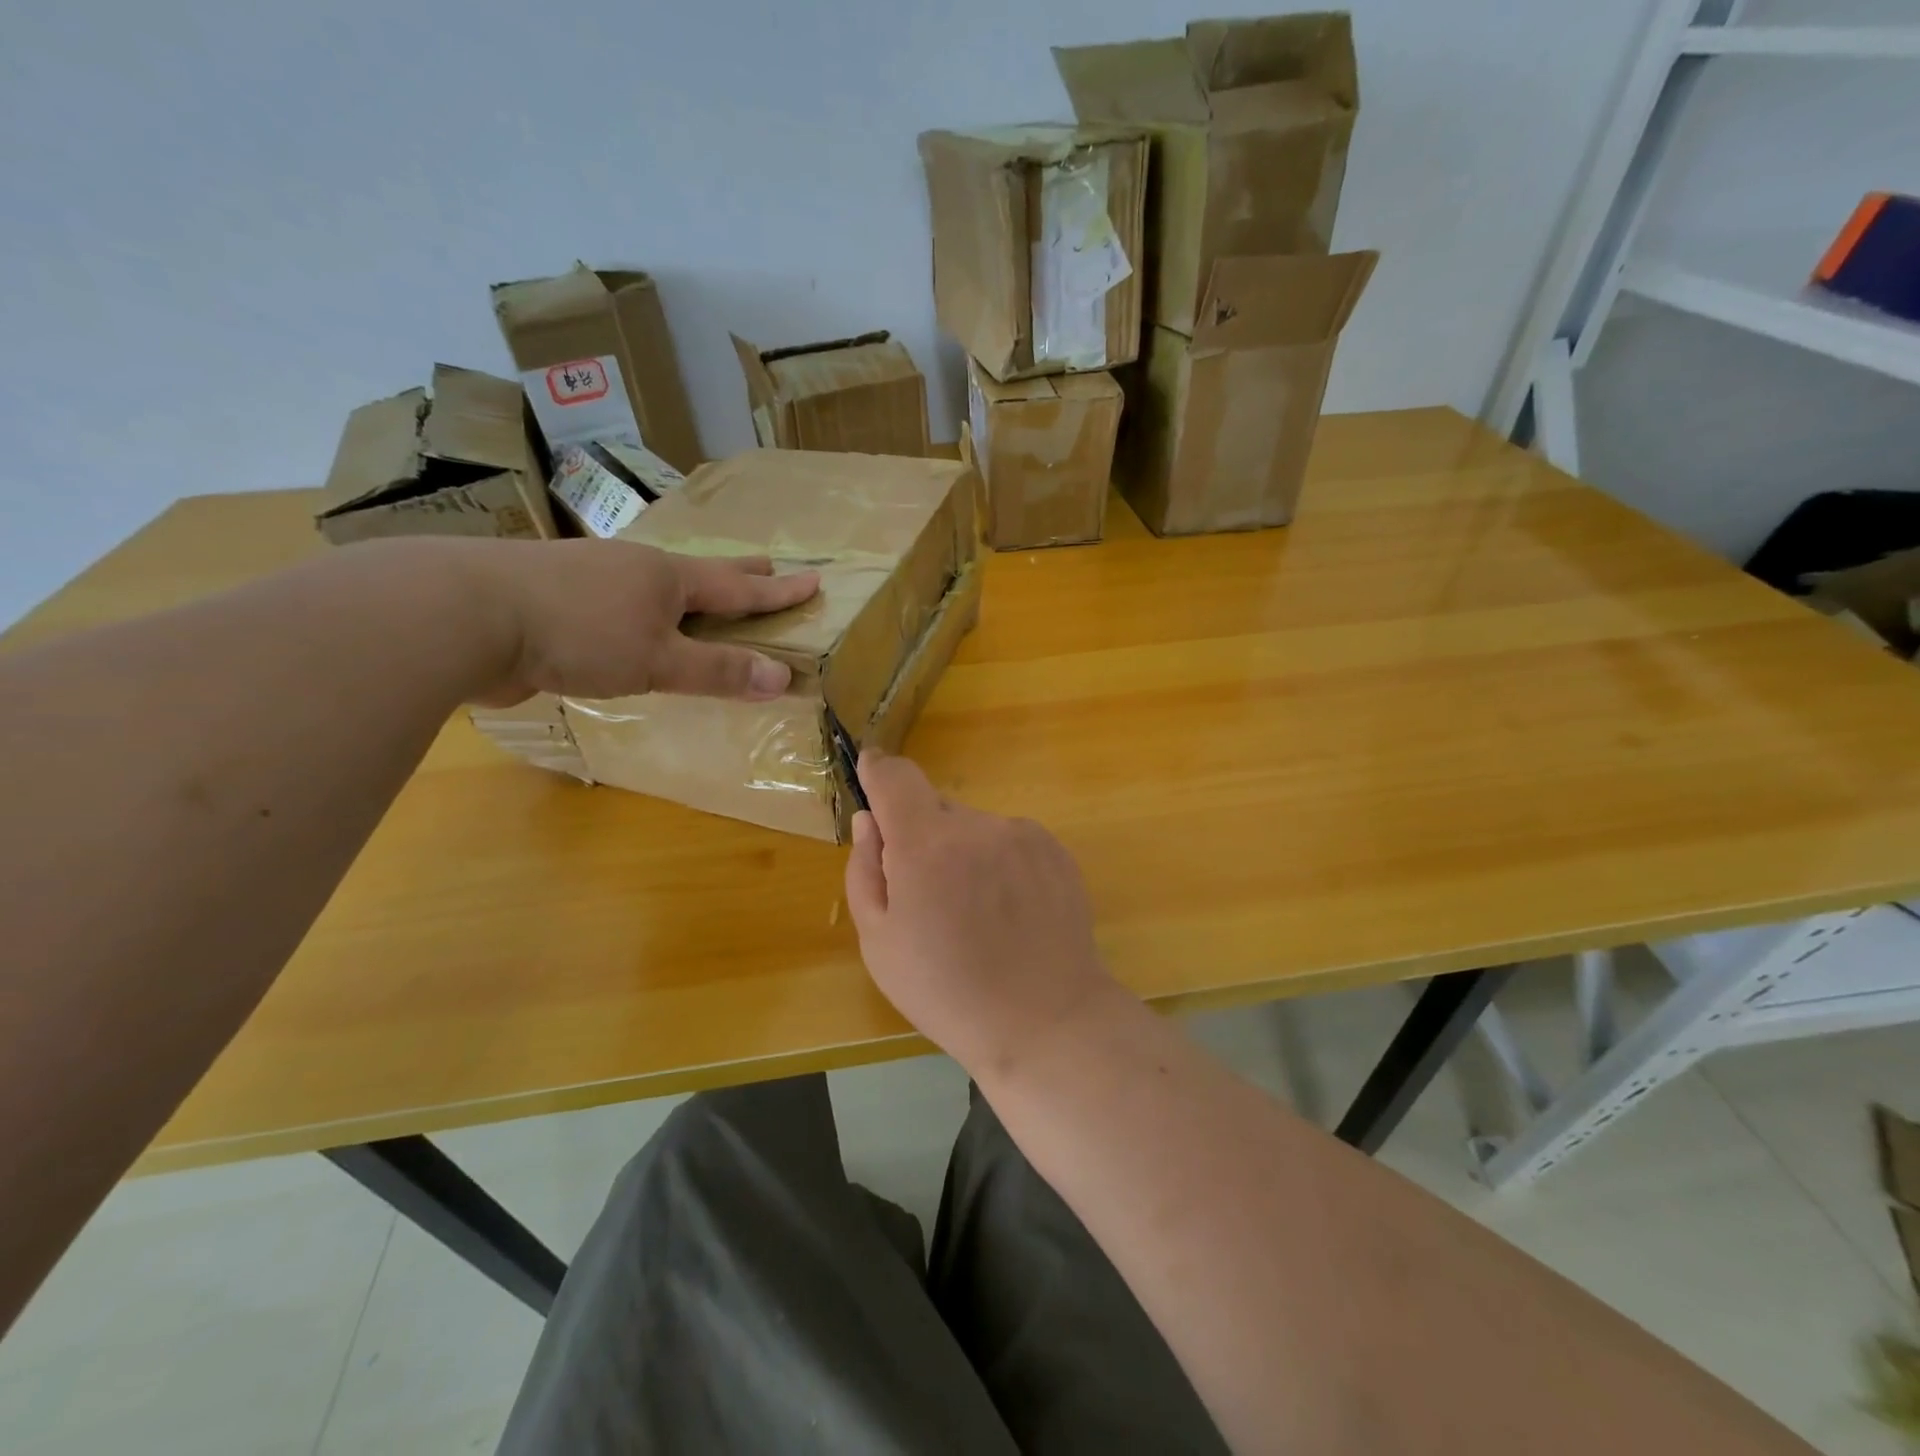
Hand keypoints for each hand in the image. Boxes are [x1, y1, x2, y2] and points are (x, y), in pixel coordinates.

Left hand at [439, 538, 818, 706]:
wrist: (464, 614)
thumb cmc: (577, 634)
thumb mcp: (657, 660)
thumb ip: (718, 670)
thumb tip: (783, 678)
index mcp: (667, 578)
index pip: (739, 589)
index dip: (778, 591)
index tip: (814, 580)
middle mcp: (634, 570)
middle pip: (700, 572)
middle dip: (738, 574)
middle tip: (768, 565)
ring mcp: (591, 578)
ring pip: (654, 584)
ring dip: (686, 591)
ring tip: (699, 593)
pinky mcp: (555, 599)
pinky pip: (617, 603)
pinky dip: (641, 610)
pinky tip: (629, 618)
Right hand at [844, 750, 1123, 1076]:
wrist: (1045, 1020)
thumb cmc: (947, 991)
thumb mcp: (880, 942)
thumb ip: (865, 869)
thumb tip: (869, 820)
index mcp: (926, 844)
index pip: (896, 776)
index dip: (878, 772)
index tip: (870, 775)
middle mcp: (977, 825)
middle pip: (935, 808)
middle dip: (922, 837)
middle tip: (929, 895)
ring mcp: (1022, 834)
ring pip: (974, 827)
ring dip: (964, 852)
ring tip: (977, 913)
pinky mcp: (1055, 849)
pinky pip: (1010, 841)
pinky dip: (999, 863)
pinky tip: (1010, 912)